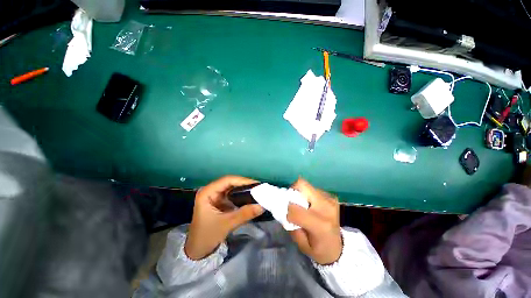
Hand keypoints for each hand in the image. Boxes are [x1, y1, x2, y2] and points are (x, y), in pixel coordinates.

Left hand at [184, 175, 264, 259]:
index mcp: (207, 192)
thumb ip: (244, 214)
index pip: (227, 180)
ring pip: (232, 188)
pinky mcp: (220, 201)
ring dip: (244, 189)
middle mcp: (211, 190)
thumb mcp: (226, 224)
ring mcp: (215, 196)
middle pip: (230, 182)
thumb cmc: (207, 236)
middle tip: (259, 187)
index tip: (256, 184)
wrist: (197, 250)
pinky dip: (241, 195)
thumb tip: (262, 206)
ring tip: (257, 190)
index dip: (242, 180)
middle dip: (245, 184)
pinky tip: (250, 197)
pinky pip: (233, 194)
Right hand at [287, 178, 342, 264]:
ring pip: (307, 185)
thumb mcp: (302, 245)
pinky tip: (310, 205)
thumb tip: (286, 210)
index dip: (287, 211)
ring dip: (300, 193)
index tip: (288, 216)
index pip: (295, 209)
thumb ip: (292, 227)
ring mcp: (329, 199)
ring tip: (302, 205)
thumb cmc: (319, 249)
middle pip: (302, 185)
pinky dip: (307, 195)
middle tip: (291, 202)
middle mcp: (326, 207)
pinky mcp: (331, 196)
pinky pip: (313, 189)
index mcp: (320, 224)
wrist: (339, 247)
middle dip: (292, 191)